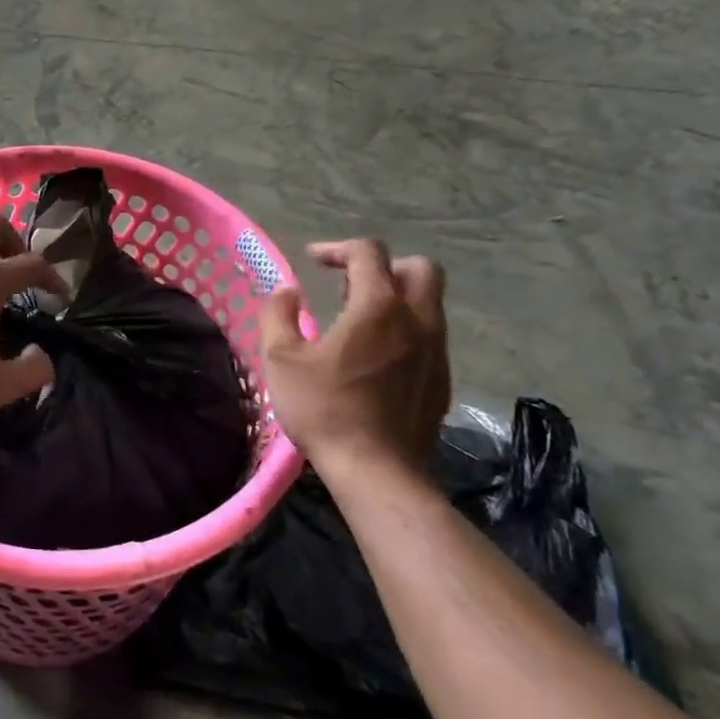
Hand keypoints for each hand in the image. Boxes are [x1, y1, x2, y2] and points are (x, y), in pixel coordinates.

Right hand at [258, 240, 450, 487]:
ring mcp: (436, 351)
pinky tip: (377, 356)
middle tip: (350, 283)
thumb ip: (278, 315)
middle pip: (420, 268)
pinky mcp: (442, 380)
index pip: (368, 253)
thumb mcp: (281, 359)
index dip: (338, 248)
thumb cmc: (323, 409)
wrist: (376, 470)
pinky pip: (430, 336)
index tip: (314, 260)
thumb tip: (286, 291)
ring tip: (359, 320)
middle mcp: (417, 320)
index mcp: (378, 306)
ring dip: (397, 298)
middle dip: (384, 265)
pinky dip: (406, 330)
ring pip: (429, 303)